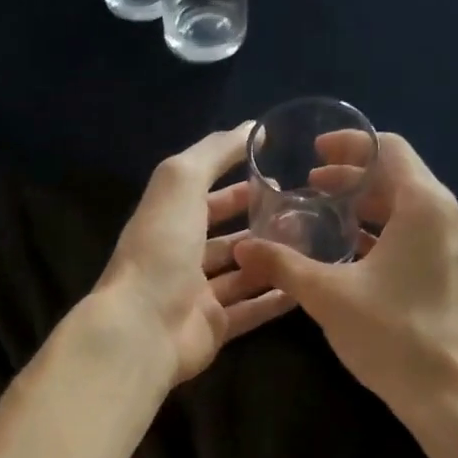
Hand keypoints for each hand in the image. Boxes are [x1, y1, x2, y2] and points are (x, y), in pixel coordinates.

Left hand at [95, 123, 296, 385]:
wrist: (144, 327)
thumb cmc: (161, 248)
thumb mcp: (181, 182)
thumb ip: (214, 153)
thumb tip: (251, 129)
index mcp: (168, 221)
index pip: (204, 198)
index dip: (237, 188)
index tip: (278, 179)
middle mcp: (180, 258)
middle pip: (225, 238)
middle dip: (259, 225)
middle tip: (303, 215)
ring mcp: (198, 296)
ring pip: (241, 274)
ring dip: (272, 260)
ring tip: (313, 246)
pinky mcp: (215, 328)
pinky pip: (251, 311)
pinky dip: (275, 299)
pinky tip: (306, 287)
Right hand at [233, 132, 457, 422]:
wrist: (449, 395)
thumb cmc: (391, 335)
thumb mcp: (328, 296)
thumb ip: (283, 265)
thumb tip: (243, 247)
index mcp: (425, 206)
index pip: (389, 149)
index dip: (349, 146)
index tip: (314, 154)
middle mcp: (449, 217)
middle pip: (399, 179)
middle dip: (352, 180)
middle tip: (309, 190)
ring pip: (408, 210)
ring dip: (367, 210)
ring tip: (325, 220)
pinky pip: (418, 237)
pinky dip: (384, 235)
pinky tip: (353, 257)